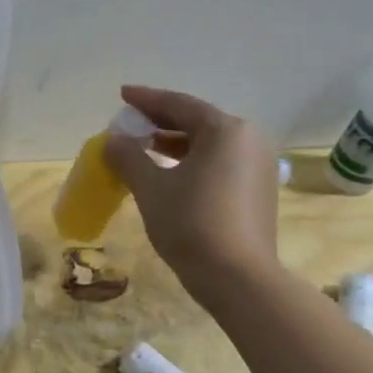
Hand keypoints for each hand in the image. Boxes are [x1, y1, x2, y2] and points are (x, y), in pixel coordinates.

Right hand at [104, 85, 281, 306]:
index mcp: (226, 130)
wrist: (237, 277)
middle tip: (130, 123)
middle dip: (161, 121)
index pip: (179, 104)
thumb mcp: (150, 187)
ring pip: (209, 144)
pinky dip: (192, 161)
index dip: (146, 99)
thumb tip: (113, 140)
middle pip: (198, 121)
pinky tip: (169, 172)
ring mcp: (258, 166)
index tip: (122, 95)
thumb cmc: (191, 223)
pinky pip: (219, 162)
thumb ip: (128, 157)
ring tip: (144, 147)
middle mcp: (249, 140)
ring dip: (175, 142)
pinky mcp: (258, 190)